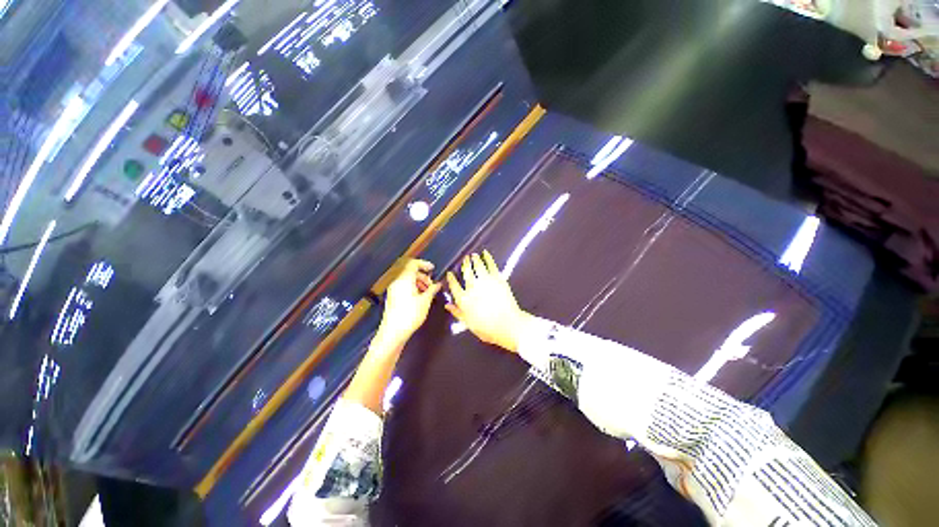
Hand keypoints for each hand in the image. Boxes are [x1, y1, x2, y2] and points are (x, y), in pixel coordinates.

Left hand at [378, 259, 441, 345]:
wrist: (393, 332)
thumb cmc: (409, 315)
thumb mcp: (425, 301)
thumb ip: (432, 290)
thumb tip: (437, 284)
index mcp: (404, 279)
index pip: (413, 264)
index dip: (424, 264)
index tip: (432, 268)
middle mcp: (397, 282)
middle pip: (410, 272)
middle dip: (422, 276)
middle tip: (431, 285)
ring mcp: (393, 290)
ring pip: (407, 280)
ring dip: (418, 282)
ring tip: (427, 292)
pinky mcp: (392, 297)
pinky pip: (403, 287)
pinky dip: (412, 288)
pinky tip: (420, 298)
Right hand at [446, 251, 528, 352]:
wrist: (508, 325)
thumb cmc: (487, 329)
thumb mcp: (468, 324)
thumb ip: (457, 313)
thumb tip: (447, 305)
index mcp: (464, 299)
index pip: (454, 286)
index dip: (451, 279)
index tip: (449, 273)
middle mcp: (473, 288)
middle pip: (466, 272)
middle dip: (464, 264)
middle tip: (464, 259)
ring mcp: (486, 281)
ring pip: (478, 266)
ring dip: (475, 259)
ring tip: (473, 255)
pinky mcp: (498, 279)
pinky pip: (491, 265)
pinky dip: (488, 258)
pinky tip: (485, 253)